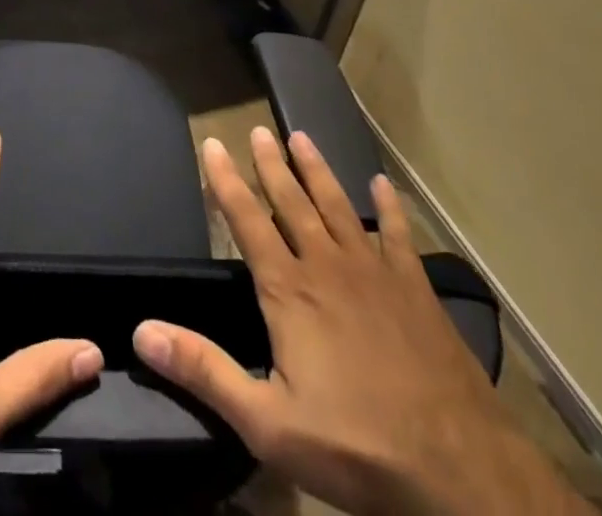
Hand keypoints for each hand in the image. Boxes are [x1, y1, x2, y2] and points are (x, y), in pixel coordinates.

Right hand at [132, 129, 590, 515]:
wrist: (460, 472)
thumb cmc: (355, 446)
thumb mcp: (267, 423)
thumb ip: (204, 371)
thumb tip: (141, 331)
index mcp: (288, 289)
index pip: (246, 220)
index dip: (224, 180)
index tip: (211, 143)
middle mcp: (326, 265)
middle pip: (291, 202)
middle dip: (271, 164)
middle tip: (258, 129)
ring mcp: (375, 273)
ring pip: (337, 206)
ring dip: (317, 171)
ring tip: (301, 137)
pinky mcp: (415, 290)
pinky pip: (398, 236)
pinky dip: (388, 208)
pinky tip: (382, 186)